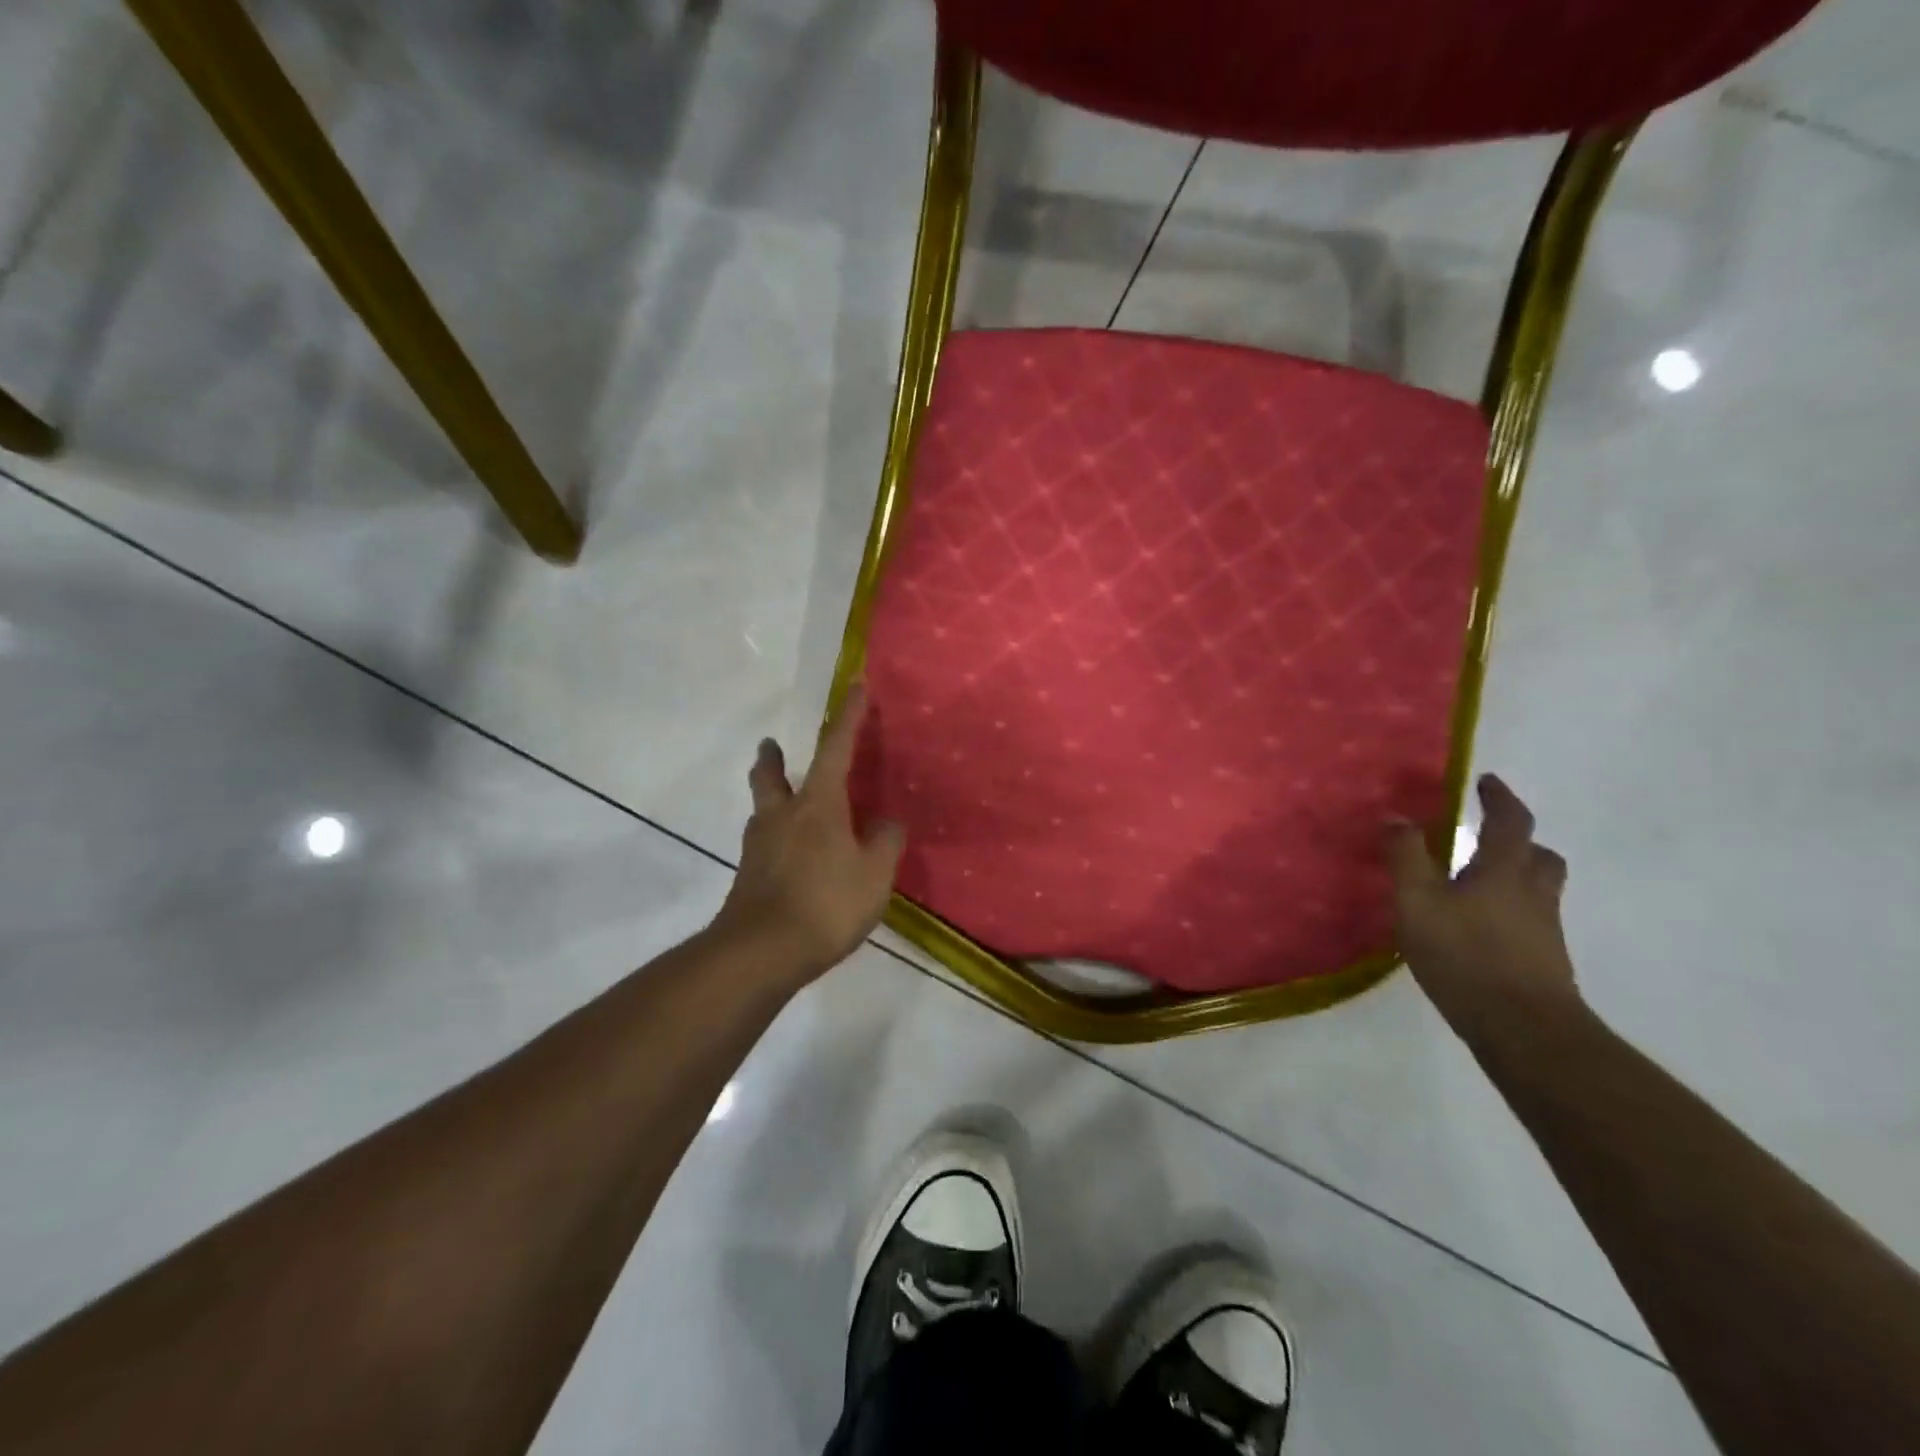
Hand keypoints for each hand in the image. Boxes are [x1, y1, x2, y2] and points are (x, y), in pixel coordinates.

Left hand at [712, 684, 904, 983]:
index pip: (835, 748)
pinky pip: (764, 844)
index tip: (855, 687)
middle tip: (771, 746)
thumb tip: (887, 824)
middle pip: (771, 776)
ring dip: (769, 796)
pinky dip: (776, 837)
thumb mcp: (874, 874)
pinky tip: (790, 856)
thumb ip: (885, 843)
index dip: (848, 717)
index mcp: (818, 804)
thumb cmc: (825, 903)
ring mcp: (759, 847)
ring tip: (783, 802)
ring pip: (763, 809)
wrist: (761, 953)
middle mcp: (783, 816)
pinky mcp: (749, 877)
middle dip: (773, 759)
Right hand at [1386, 774, 1581, 1031]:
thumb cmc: (1466, 954)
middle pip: (1541, 857)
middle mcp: (1533, 894)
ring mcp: (1545, 932)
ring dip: (1518, 878)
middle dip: (1520, 841)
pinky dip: (1512, 914)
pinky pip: (1532, 923)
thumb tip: (1396, 816)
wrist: (1524, 1030)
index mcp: (1505, 871)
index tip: (1487, 782)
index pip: (1511, 822)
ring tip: (1482, 885)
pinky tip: (1482, 931)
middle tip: (1491, 838)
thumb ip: (1406, 857)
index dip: (1499, 799)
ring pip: (1540, 891)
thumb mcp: (1418, 901)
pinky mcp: (1545, 964)